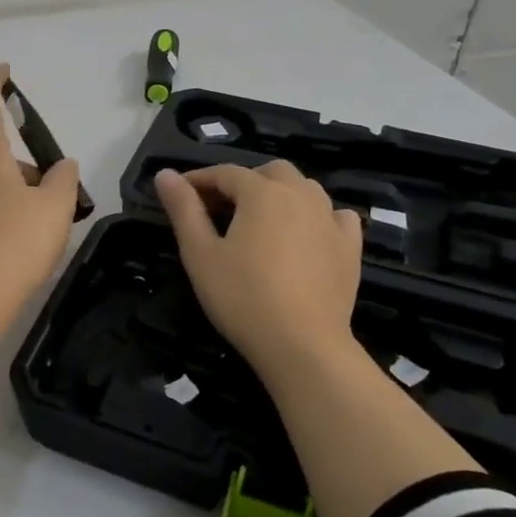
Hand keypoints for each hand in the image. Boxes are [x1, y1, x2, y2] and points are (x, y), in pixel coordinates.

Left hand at [0, 64, 81, 377]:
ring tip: (52, 222)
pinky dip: (13, 212)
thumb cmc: (20, 239)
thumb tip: (62, 167)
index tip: (3, 70)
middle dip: (31, 165)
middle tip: (60, 192)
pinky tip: (32, 239)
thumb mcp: (56, 204)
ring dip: (25, 191)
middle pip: (1, 154)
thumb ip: (64, 178)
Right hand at [154, 161, 363, 378]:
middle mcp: (300, 195)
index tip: (180, 192)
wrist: (302, 344)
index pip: (225, 173)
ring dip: (280, 194)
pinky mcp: (350, 247)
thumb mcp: (200, 253)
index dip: (200, 179)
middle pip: (270, 172)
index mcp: (261, 193)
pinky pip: (335, 215)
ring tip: (260, 220)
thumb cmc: (242, 297)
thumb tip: (165, 174)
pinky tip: (307, 233)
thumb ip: (183, 209)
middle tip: (221, 207)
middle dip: (244, 182)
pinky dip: (318, 215)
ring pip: (305, 188)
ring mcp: (330, 220)